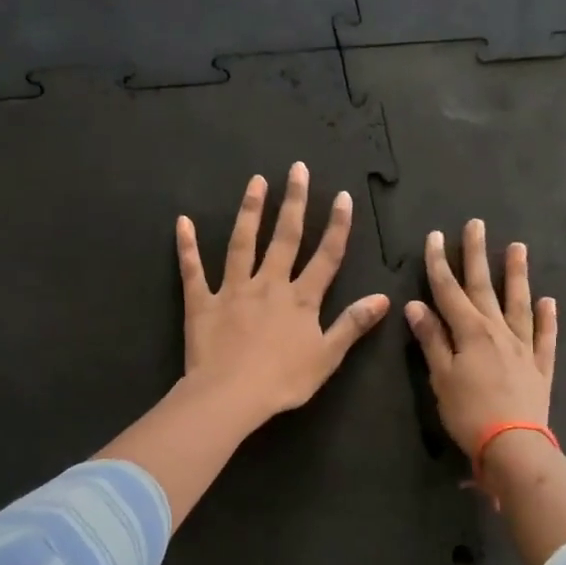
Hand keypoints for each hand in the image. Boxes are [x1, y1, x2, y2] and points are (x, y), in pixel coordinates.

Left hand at [176, 162, 391, 427]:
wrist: (231, 396)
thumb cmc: (283, 381)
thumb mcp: (327, 356)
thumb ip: (352, 324)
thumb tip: (383, 298)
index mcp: (300, 299)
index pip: (325, 256)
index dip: (337, 226)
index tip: (343, 196)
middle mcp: (269, 284)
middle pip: (285, 238)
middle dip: (294, 202)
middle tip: (297, 169)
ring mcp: (233, 290)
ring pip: (242, 244)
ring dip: (250, 211)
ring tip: (256, 182)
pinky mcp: (202, 303)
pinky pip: (193, 271)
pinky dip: (187, 246)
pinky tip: (182, 222)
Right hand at [405, 220, 557, 456]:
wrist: (513, 446)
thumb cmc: (469, 413)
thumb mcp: (440, 377)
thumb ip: (431, 339)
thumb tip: (416, 305)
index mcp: (469, 332)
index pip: (449, 290)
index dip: (439, 263)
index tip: (434, 237)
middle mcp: (498, 331)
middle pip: (484, 287)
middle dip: (476, 255)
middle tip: (476, 224)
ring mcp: (523, 347)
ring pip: (519, 303)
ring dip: (516, 275)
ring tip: (518, 248)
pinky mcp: (540, 367)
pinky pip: (545, 336)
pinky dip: (547, 318)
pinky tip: (548, 301)